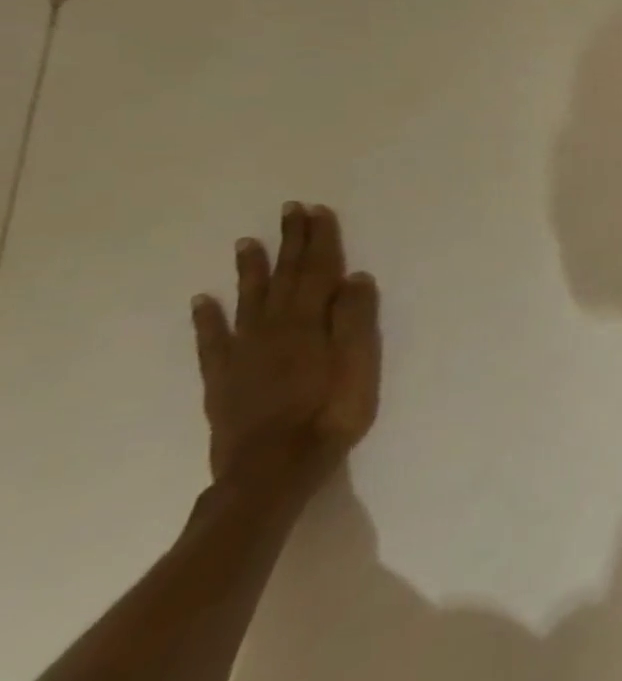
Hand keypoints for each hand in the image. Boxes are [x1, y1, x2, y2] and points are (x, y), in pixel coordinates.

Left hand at [191, 202, 381, 498]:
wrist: (273, 469)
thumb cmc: (330, 413)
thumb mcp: (359, 365)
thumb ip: (356, 320)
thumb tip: (355, 277)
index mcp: (308, 323)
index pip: (318, 271)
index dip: (320, 240)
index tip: (317, 211)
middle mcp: (272, 329)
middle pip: (284, 278)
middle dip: (290, 243)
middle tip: (289, 211)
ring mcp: (243, 353)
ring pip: (247, 301)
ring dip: (250, 270)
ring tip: (247, 243)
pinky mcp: (223, 378)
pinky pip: (212, 340)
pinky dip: (207, 318)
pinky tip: (202, 301)